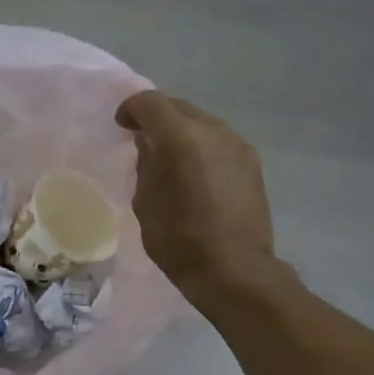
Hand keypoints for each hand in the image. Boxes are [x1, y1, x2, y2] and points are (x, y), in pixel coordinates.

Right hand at [116, 90, 277, 301]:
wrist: (234, 271)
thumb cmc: (179, 240)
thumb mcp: (145, 203)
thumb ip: (146, 165)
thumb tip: (150, 146)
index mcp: (182, 138)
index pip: (151, 103)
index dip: (131, 108)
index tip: (121, 126)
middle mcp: (214, 131)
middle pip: (179, 107)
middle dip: (157, 117)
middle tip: (141, 139)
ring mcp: (238, 146)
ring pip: (202, 123)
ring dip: (182, 132)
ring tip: (169, 158)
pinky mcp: (252, 164)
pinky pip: (219, 142)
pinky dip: (201, 147)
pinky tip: (194, 173)